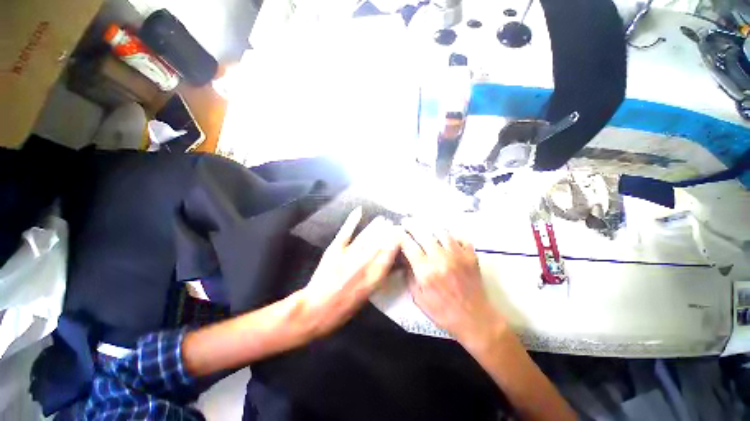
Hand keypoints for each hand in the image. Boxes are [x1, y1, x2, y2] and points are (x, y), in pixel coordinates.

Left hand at [300, 207, 399, 337]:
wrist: (316, 310)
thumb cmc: (343, 308)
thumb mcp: (366, 297)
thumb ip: (377, 278)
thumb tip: (387, 263)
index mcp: (372, 279)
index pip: (388, 256)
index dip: (395, 243)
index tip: (400, 234)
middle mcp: (363, 265)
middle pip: (378, 244)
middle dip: (387, 232)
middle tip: (393, 223)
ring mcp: (348, 256)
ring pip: (365, 237)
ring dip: (375, 226)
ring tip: (383, 219)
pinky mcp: (335, 250)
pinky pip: (346, 232)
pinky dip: (352, 220)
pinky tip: (359, 211)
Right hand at [400, 219, 505, 348]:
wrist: (475, 320)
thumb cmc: (443, 312)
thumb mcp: (419, 298)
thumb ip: (410, 276)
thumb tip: (405, 259)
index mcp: (426, 271)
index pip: (409, 245)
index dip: (401, 236)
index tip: (397, 231)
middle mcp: (441, 259)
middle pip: (424, 234)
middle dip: (413, 226)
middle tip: (408, 223)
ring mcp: (458, 255)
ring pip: (442, 232)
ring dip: (431, 230)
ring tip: (427, 231)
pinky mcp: (471, 256)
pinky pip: (460, 238)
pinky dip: (452, 237)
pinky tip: (448, 241)